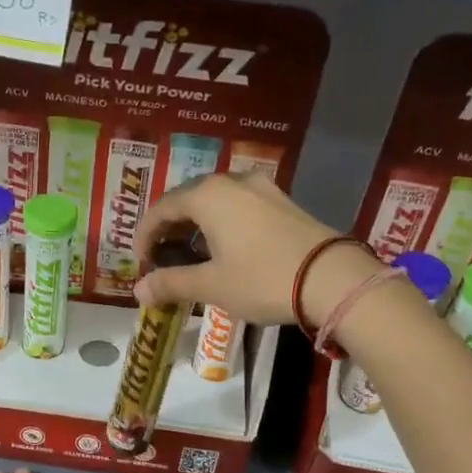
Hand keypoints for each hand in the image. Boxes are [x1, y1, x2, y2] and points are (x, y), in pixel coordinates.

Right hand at [131, 173, 381, 326]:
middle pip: (187, 199)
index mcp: (208, 195)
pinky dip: (221, 223)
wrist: (332, 278)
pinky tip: (225, 248)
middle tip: (162, 258)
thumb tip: (139, 290)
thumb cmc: (262, 279)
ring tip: (191, 254)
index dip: (144, 236)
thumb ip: (172, 283)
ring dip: (196, 225)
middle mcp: (232, 181)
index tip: (141, 264)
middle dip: (169, 228)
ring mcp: (261, 189)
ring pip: (215, 201)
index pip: (161, 208)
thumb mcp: (211, 285)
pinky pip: (239, 206)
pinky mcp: (282, 202)